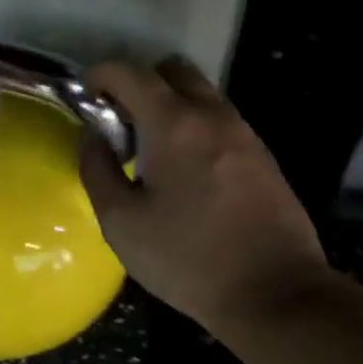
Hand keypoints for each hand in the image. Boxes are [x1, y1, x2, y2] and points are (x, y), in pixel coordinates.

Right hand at [79, 57, 333, 332]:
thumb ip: (98, 169)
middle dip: (140, 83)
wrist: (275, 293)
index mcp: (174, 123)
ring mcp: (244, 132)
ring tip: (153, 154)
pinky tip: (187, 174)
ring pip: (201, 94)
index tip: (87, 98)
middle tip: (123, 124)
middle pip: (172, 70)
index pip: (130, 71)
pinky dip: (196, 127)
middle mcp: (212, 114)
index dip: (100, 75)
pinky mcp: (263, 156)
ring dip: (170, 106)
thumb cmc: (188, 258)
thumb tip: (94, 137)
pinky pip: (220, 121)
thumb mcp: (122, 222)